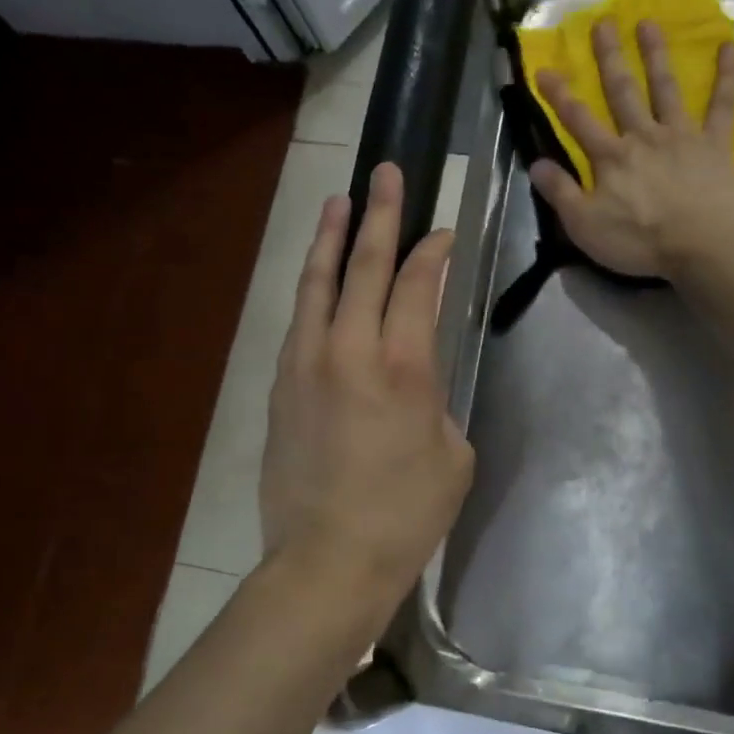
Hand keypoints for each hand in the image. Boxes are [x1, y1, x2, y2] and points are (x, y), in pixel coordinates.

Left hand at [260, 163, 473, 623]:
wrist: (329, 560)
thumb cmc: (408, 514)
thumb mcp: (453, 455)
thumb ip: (437, 402)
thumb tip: (416, 384)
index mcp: (405, 366)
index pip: (418, 285)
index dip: (432, 252)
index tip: (441, 231)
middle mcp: (350, 350)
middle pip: (364, 266)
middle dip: (380, 215)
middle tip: (385, 174)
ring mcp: (307, 364)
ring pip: (317, 283)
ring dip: (330, 238)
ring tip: (338, 201)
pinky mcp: (281, 386)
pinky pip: (298, 321)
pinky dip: (311, 289)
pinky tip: (317, 280)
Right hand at [532, 19, 733, 279]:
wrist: (702, 245)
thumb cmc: (640, 241)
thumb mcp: (585, 226)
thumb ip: (560, 193)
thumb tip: (536, 163)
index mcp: (610, 158)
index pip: (578, 120)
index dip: (559, 95)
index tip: (544, 68)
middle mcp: (643, 136)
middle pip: (622, 91)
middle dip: (609, 57)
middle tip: (603, 22)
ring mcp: (681, 135)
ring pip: (665, 88)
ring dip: (656, 54)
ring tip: (649, 23)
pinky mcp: (715, 143)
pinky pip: (722, 105)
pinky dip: (727, 76)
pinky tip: (729, 46)